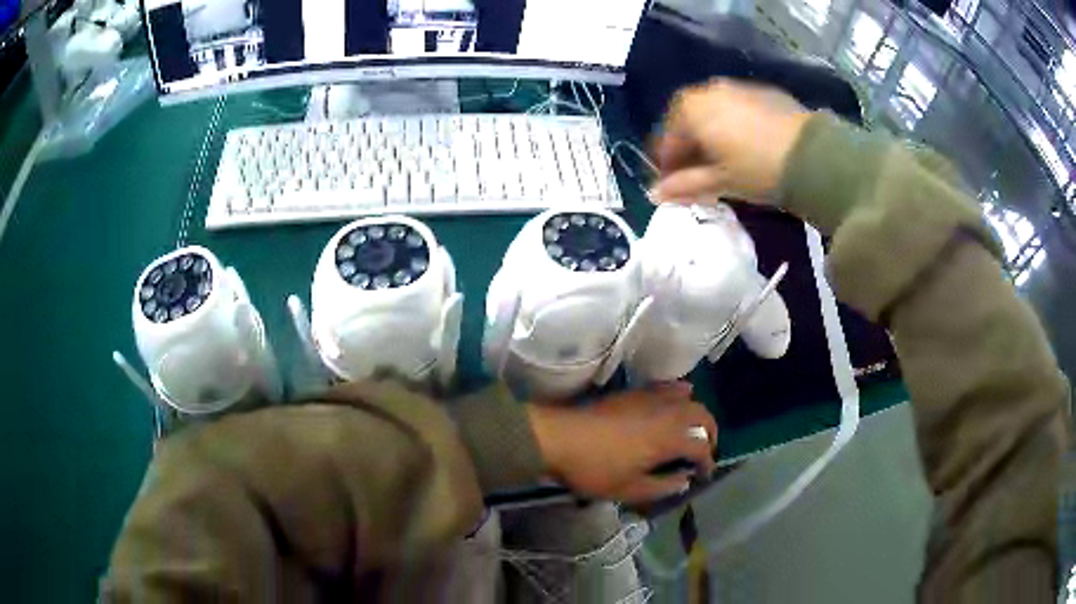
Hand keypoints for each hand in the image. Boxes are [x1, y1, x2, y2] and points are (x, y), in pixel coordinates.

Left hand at [527, 383, 717, 502]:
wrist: (559, 438)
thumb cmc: (595, 469)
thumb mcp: (629, 489)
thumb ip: (662, 486)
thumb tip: (684, 481)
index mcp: (669, 438)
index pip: (701, 446)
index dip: (707, 461)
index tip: (703, 474)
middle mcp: (666, 412)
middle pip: (701, 415)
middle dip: (710, 432)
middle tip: (705, 449)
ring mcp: (649, 398)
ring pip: (687, 398)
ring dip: (696, 413)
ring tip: (693, 428)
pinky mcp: (633, 392)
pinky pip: (665, 387)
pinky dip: (678, 392)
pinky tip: (676, 399)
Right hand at [651, 79, 812, 203]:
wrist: (814, 156)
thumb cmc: (758, 169)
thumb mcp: (719, 181)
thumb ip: (684, 185)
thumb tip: (653, 194)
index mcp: (692, 109)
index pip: (667, 137)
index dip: (666, 162)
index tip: (670, 183)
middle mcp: (710, 90)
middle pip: (689, 119)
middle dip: (688, 145)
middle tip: (694, 171)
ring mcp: (739, 88)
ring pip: (714, 111)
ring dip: (710, 132)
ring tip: (721, 158)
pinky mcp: (765, 93)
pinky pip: (738, 108)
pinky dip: (733, 124)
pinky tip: (746, 145)